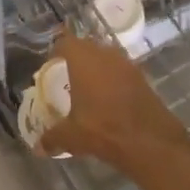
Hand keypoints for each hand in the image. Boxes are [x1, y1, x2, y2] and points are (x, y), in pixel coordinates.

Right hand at [39, 34, 189, 165]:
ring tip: (86, 89)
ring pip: (106, 58)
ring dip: (96, 69)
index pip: (65, 42)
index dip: (56, 51)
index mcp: (84, 61)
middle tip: (65, 77)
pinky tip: (107, 100)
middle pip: (86, 47)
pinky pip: (120, 72)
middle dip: (75, 59)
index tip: (50, 65)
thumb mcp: (71, 136)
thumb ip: (52, 138)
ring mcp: (127, 65)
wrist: (150, 141)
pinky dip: (112, 80)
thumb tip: (39, 147)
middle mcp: (106, 55)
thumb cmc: (103, 130)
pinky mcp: (142, 78)